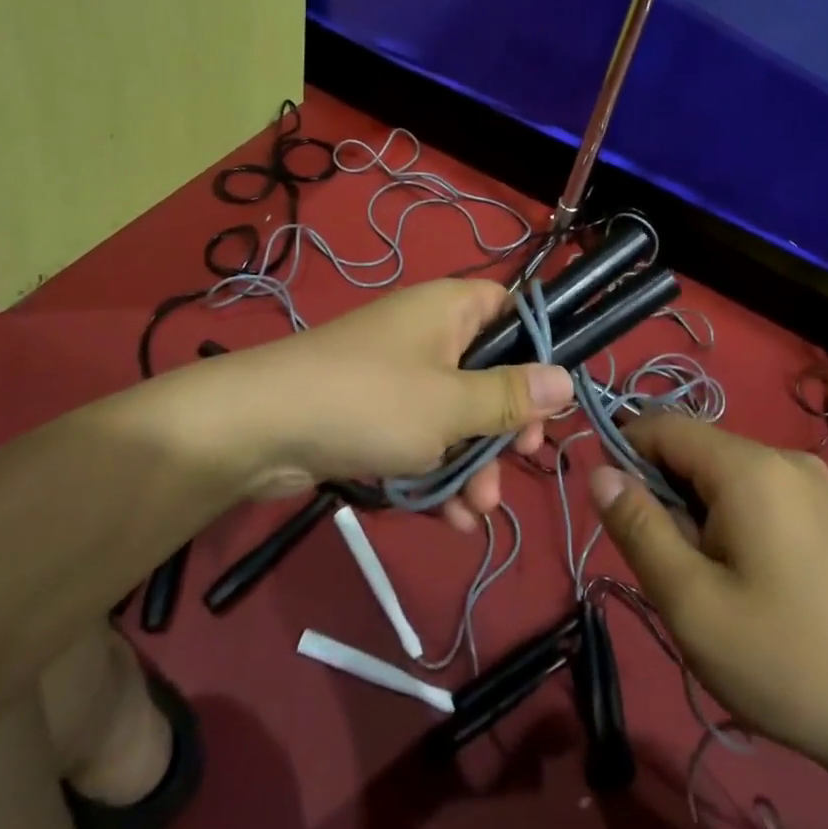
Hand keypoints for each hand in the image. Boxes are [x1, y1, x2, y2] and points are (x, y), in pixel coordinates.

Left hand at [179, 279, 572, 529]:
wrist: (261, 428)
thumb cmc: (371, 401)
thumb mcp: (451, 404)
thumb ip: (510, 397)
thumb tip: (566, 380)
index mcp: (451, 309)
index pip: (511, 308)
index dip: (537, 347)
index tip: (551, 397)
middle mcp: (429, 334)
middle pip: (490, 371)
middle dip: (505, 425)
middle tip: (521, 457)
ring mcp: (400, 376)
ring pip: (458, 415)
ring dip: (474, 462)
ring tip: (477, 510)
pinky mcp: (377, 415)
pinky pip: (423, 439)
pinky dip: (438, 473)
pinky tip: (450, 520)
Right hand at [588, 415, 827, 790]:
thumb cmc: (787, 663)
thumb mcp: (693, 604)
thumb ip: (639, 528)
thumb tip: (599, 471)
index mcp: (750, 467)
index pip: (663, 426)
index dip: (625, 455)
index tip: (616, 513)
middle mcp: (784, 457)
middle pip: (696, 452)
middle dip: (667, 497)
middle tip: (673, 570)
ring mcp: (816, 484)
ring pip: (726, 476)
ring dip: (700, 514)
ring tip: (713, 585)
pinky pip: (760, 495)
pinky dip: (734, 522)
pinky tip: (751, 583)